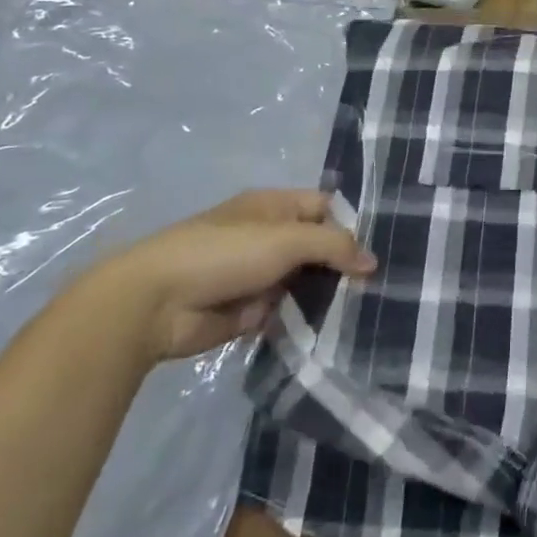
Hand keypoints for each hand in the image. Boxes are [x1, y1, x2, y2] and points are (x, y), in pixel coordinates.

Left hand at [83, 190, 374, 364]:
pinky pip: (289, 313)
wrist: (154, 305)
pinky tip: (337, 330)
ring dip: (329, 295)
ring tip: (367, 309)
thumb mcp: (288, 239)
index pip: (325, 207)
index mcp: (274, 206)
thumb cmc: (223, 254)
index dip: (352, 224)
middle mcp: (269, 237)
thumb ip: (335, 246)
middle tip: (382, 283)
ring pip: (307, 282)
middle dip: (346, 264)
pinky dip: (307, 320)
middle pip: (319, 247)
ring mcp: (260, 275)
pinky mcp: (250, 311)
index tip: (382, 247)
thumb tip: (373, 262)